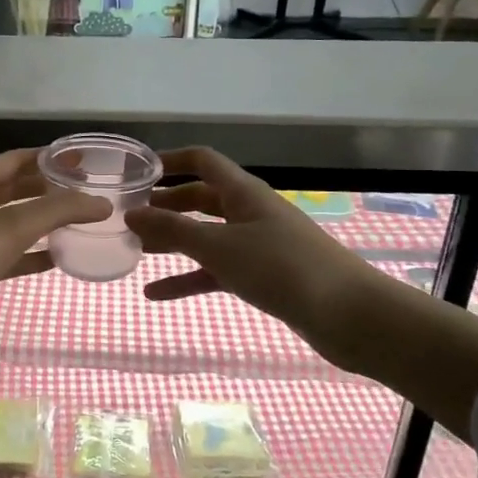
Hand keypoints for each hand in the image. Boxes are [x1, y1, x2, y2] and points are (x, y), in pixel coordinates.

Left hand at [0, 148, 108, 358]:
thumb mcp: (10, 228)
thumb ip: (58, 212)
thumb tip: (102, 203)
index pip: (13, 161)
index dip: (48, 158)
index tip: (82, 161)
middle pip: (11, 190)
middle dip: (47, 190)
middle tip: (86, 192)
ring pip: (8, 224)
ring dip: (40, 223)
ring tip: (79, 223)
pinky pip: (3, 255)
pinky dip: (28, 255)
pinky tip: (56, 261)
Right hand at [126, 148, 477, 435]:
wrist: (349, 316)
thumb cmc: (281, 268)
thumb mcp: (219, 247)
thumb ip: (172, 230)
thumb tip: (131, 213)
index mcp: (243, 192)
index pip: (202, 161)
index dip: (170, 160)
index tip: (137, 172)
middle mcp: (249, 212)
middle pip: (201, 199)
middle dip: (166, 205)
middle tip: (128, 216)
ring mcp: (258, 245)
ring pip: (206, 236)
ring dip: (173, 241)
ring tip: (136, 250)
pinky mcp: (264, 276)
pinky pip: (217, 270)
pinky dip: (188, 278)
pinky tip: (156, 294)